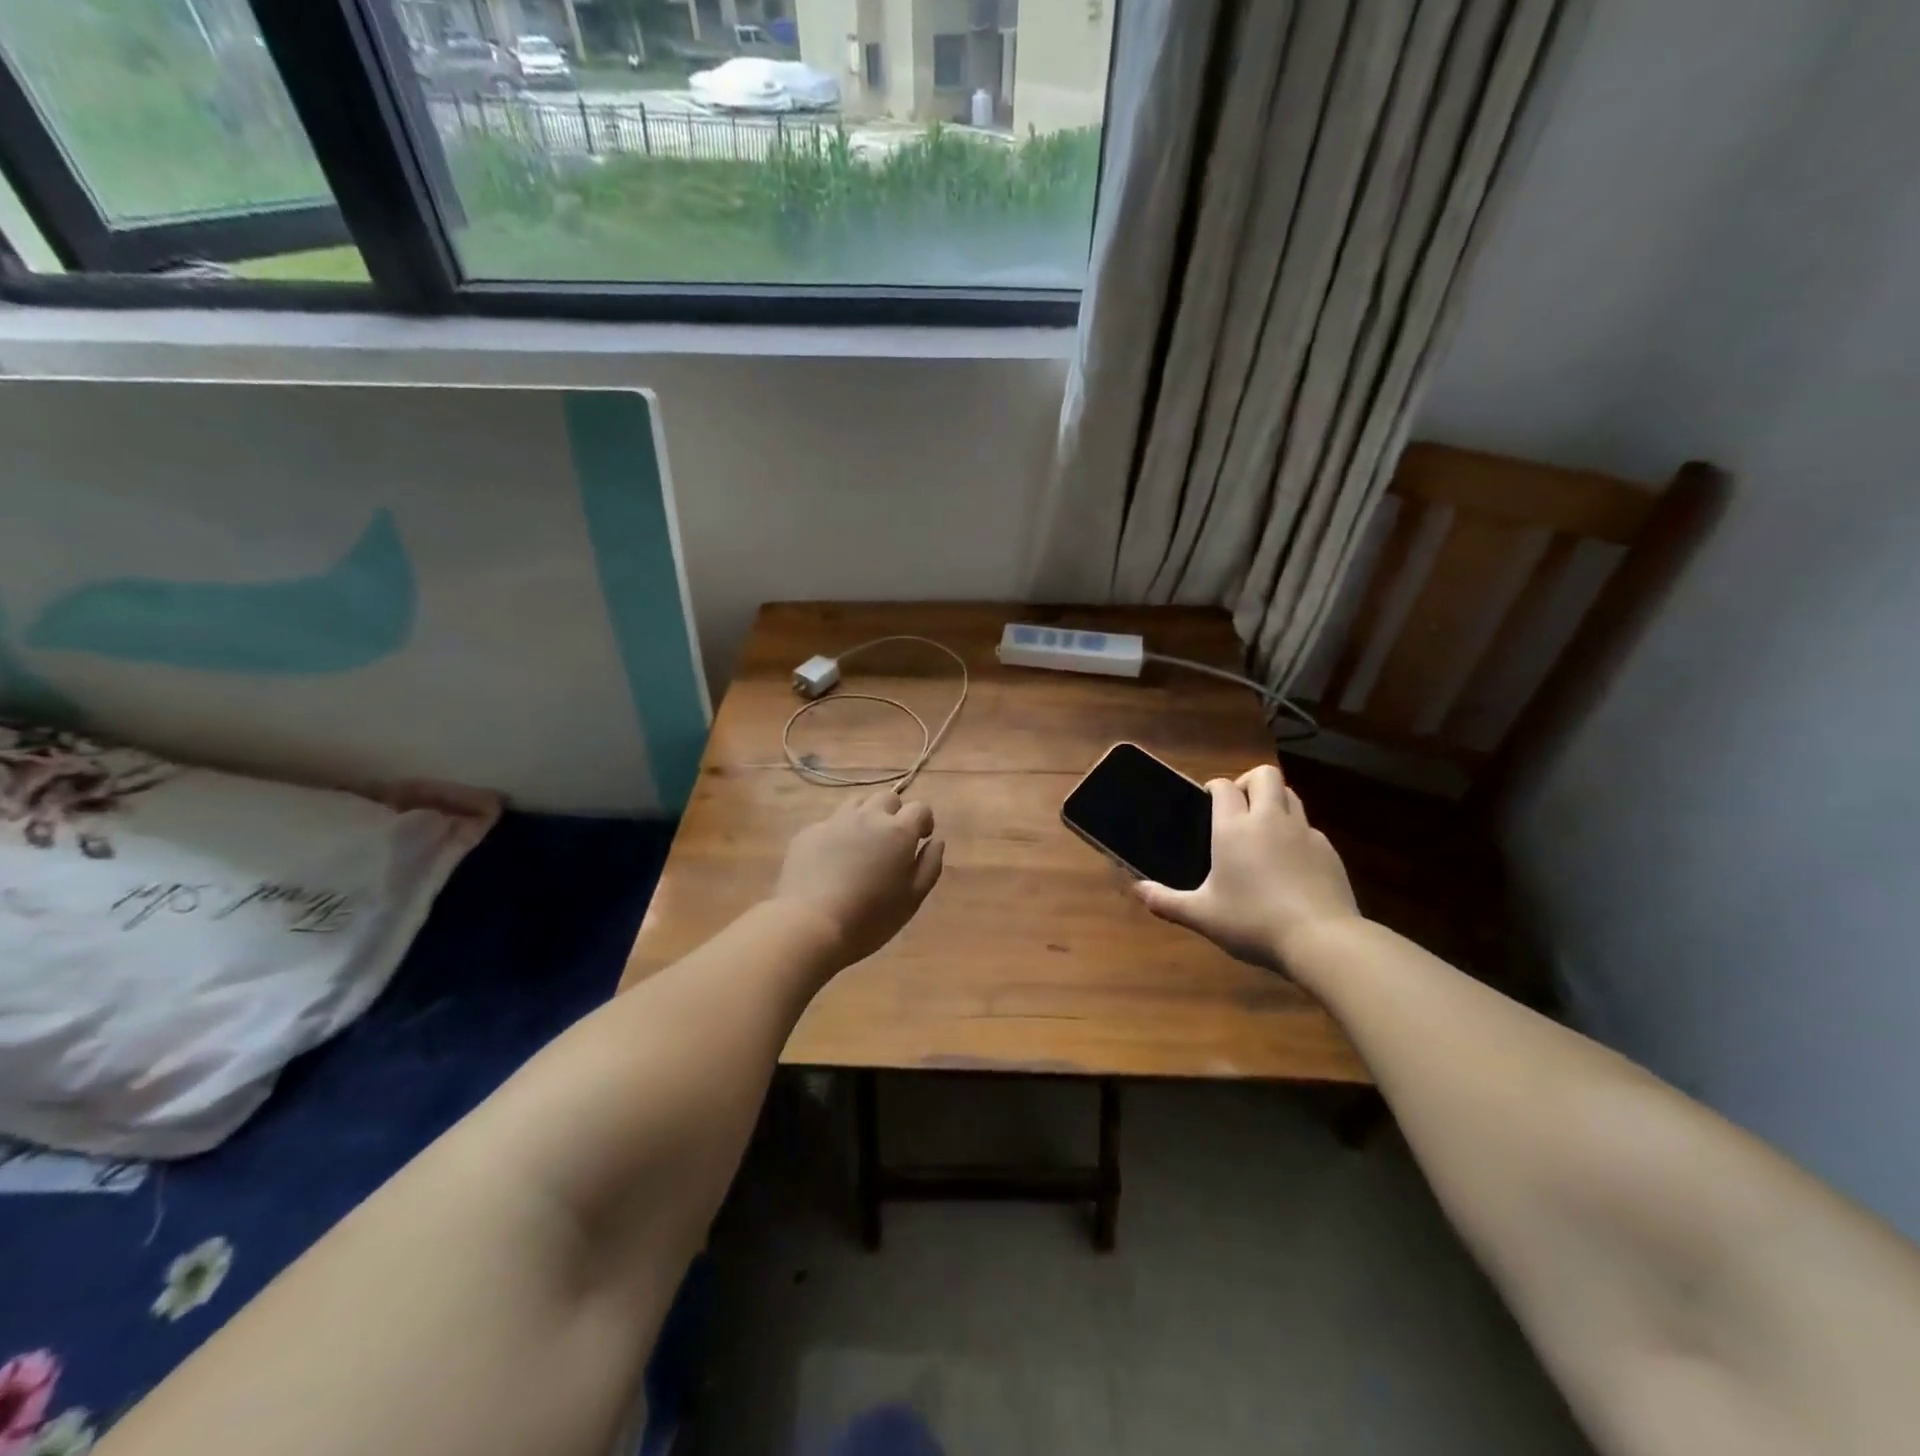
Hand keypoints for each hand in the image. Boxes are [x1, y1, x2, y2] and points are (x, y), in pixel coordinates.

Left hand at [772, 791, 944, 969]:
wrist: (809, 924)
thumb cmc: (870, 918)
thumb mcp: (912, 899)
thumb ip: (930, 865)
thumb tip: (936, 841)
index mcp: (898, 831)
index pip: (920, 808)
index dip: (923, 821)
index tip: (921, 839)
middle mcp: (868, 817)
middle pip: (887, 798)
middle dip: (894, 814)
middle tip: (891, 842)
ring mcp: (834, 822)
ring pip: (856, 804)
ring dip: (866, 817)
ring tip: (862, 845)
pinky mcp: (808, 833)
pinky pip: (830, 823)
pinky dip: (838, 834)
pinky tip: (831, 861)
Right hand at [1136, 764, 1360, 973]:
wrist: (1322, 940)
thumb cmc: (1253, 922)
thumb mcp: (1202, 916)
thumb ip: (1167, 901)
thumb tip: (1137, 889)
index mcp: (1234, 828)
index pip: (1224, 786)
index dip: (1214, 788)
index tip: (1207, 803)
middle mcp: (1270, 819)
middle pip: (1264, 775)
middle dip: (1249, 782)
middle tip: (1238, 809)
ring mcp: (1304, 832)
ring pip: (1291, 795)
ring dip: (1275, 802)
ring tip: (1263, 831)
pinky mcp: (1329, 851)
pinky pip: (1309, 828)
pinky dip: (1297, 835)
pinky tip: (1290, 865)